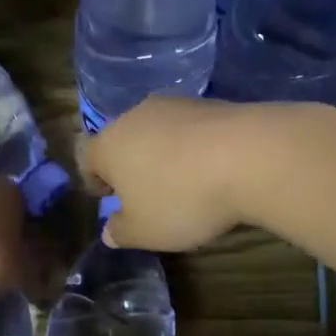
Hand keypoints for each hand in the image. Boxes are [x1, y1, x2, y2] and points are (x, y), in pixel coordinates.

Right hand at [79, 96, 258, 251]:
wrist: (249, 157)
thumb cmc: (181, 199)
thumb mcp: (145, 232)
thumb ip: (121, 232)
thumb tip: (110, 231)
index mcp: (108, 145)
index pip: (85, 156)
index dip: (94, 178)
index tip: (109, 197)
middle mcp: (136, 116)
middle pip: (123, 139)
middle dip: (131, 164)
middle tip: (148, 193)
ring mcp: (176, 105)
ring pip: (158, 131)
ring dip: (165, 153)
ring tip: (186, 182)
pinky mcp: (212, 103)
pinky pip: (192, 128)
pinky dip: (196, 146)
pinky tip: (214, 168)